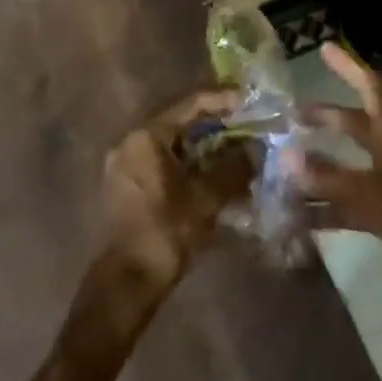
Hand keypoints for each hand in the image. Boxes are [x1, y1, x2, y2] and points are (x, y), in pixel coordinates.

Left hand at [100, 87, 252, 298]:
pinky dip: (190, 165)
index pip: (191, 104)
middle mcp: (131, 142)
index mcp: (146, 136)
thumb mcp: (207, 197)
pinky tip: (215, 177)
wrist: (129, 280)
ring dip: (205, 148)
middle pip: (181, 123)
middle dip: (217, 126)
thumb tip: (255, 150)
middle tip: (249, 128)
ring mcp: (125, 164)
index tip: (251, 101)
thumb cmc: (166, 231)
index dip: (224, 101)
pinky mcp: (127, 186)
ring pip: (173, 146)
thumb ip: (234, 168)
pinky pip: (163, 163)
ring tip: (238, 153)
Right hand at [289, 42, 381, 316]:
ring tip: (281, 167)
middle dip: (324, 118)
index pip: (371, 90)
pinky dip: (324, 210)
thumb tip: (285, 156)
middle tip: (288, 116)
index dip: (349, 67)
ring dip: (318, 168)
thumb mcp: (381, 197)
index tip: (324, 47)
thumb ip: (332, 177)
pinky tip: (296, 218)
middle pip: (355, 127)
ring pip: (347, 170)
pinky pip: (348, 208)